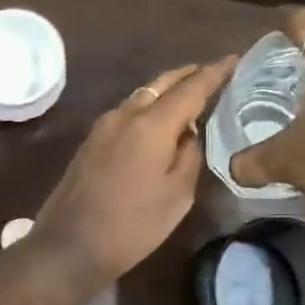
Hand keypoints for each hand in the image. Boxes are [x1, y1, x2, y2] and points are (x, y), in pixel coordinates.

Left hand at [32, 57, 235, 290]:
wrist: (69, 245)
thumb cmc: (132, 225)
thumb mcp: (177, 195)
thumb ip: (189, 155)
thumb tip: (191, 132)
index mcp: (150, 124)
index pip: (190, 88)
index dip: (214, 73)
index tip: (234, 59)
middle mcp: (124, 115)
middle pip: (161, 84)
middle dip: (188, 75)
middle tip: (213, 72)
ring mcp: (102, 126)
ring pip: (141, 96)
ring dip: (166, 91)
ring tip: (190, 95)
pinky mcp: (91, 141)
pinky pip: (127, 112)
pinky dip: (148, 107)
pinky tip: (160, 121)